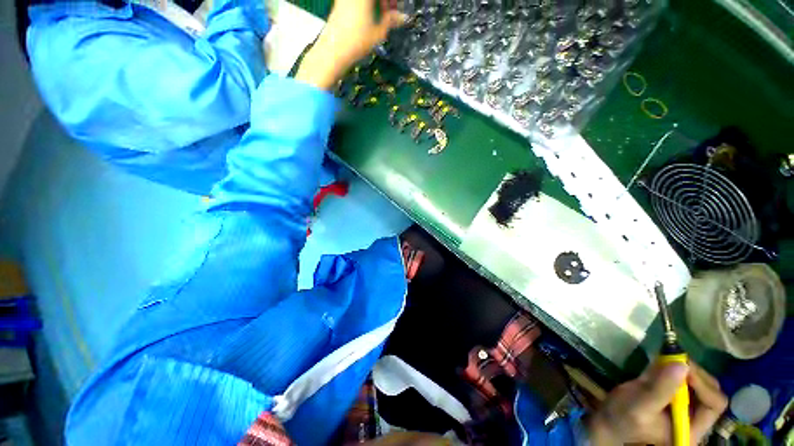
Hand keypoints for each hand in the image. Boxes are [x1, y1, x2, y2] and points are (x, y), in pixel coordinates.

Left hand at [296, 0, 405, 89]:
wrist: (334, 50)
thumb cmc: (357, 41)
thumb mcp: (378, 32)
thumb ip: (391, 20)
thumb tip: (403, 17)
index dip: (391, 1)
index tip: (395, 8)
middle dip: (384, 1)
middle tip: (389, 12)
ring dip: (375, 3)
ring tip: (380, 16)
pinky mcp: (339, 2)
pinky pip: (356, 1)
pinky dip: (365, 4)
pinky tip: (369, 16)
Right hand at [588, 362, 727, 444]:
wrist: (606, 422)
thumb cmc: (622, 419)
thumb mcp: (640, 405)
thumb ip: (660, 388)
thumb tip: (682, 364)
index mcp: (692, 428)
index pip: (714, 404)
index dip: (703, 384)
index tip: (682, 366)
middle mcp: (694, 419)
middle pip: (710, 392)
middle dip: (694, 373)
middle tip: (673, 359)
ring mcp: (684, 408)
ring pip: (698, 383)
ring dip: (683, 369)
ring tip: (663, 360)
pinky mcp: (673, 397)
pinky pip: (683, 380)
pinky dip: (674, 367)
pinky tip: (660, 362)